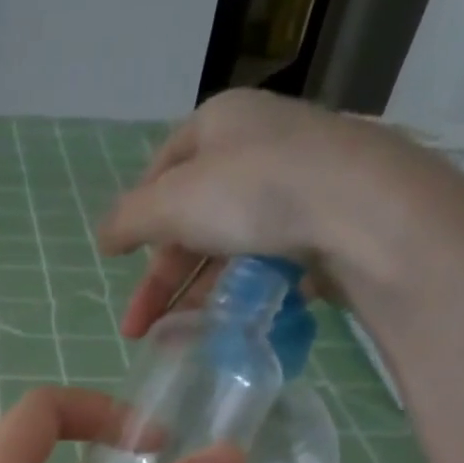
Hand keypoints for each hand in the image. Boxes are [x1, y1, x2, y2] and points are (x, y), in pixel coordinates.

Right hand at [98, 89, 444, 338]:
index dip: (137, 218)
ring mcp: (295, 184)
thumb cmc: (254, 192)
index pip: (162, 169)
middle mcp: (257, 145)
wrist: (361, 211)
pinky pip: (266, 260)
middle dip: (161, 278)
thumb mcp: (172, 203)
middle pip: (193, 217)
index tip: (119, 262)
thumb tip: (103, 236)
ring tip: (177, 339)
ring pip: (228, 245)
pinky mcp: (323, 225)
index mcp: (220, 122)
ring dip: (195, 294)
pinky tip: (226, 323)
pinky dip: (239, 292)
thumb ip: (128, 220)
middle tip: (138, 330)